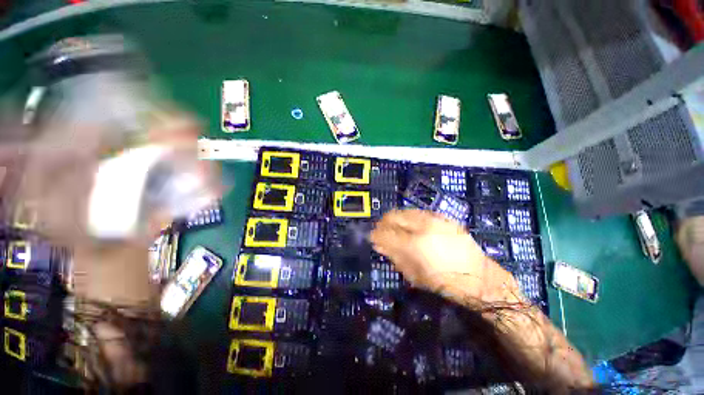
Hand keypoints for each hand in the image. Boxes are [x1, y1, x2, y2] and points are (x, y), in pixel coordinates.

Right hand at [370, 209, 487, 291]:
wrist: (478, 276)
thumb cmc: (444, 282)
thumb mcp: (414, 275)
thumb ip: (394, 257)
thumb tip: (379, 245)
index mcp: (413, 244)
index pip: (384, 233)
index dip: (375, 235)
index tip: (372, 238)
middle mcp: (421, 227)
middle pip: (393, 216)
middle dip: (383, 223)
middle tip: (382, 231)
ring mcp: (433, 219)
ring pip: (405, 211)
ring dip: (396, 218)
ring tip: (396, 228)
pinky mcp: (443, 217)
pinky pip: (419, 212)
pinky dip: (410, 217)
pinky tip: (412, 225)